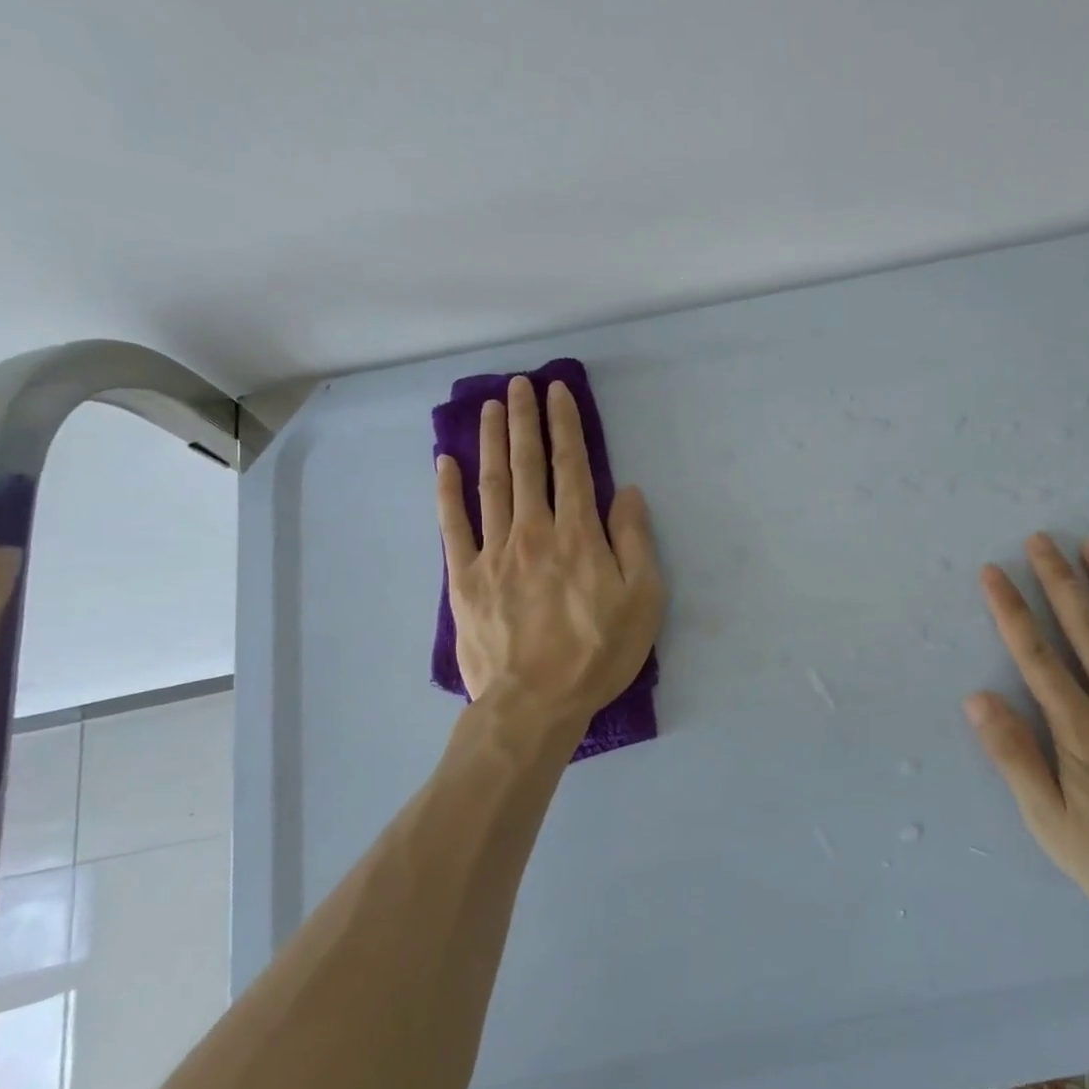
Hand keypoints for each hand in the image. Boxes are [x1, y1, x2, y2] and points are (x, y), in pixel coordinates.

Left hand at [435, 376, 664, 728]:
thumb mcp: (643, 601)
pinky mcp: (463, 578)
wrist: (534, 704)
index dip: (565, 425)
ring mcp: (493, 552)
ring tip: (490, 407)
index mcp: (578, 536)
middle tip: (519, 384)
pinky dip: (448, 491)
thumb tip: (628, 492)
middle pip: (528, 465)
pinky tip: (445, 462)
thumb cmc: (597, 654)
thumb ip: (634, 542)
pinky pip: (452, 525)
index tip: (558, 391)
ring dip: (492, 441)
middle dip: (525, 420)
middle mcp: (534, 531)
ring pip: (492, 484)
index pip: (572, 466)